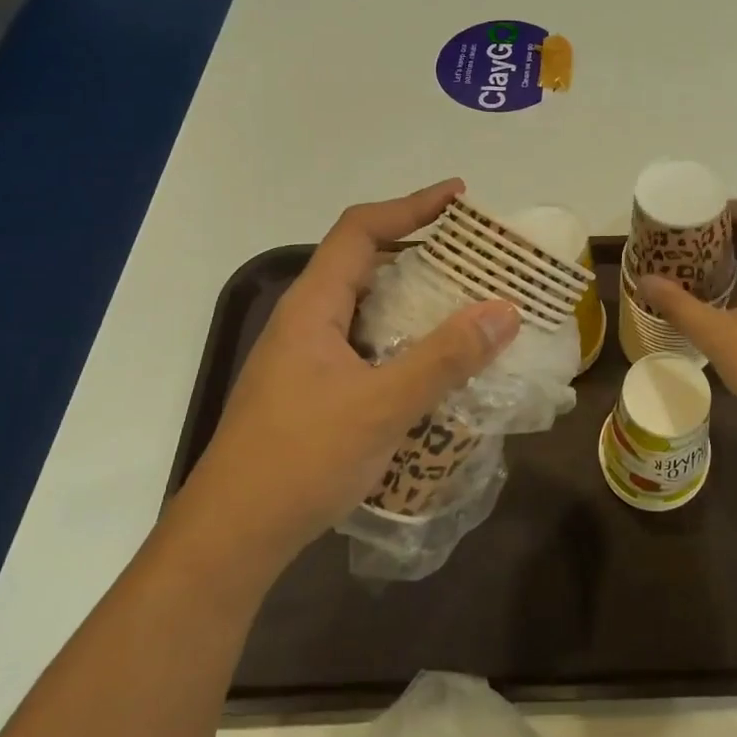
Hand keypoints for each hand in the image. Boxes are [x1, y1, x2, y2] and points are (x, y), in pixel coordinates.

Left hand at [195, 180, 519, 548]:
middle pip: (365, 265)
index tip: (460, 198)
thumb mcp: (382, 406)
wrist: (231, 538)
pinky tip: (434, 367)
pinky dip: (404, 342)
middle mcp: (306, 323)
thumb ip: (445, 358)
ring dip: (415, 302)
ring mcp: (306, 360)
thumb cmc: (301, 460)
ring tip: (467, 307)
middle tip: (476, 259)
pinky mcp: (312, 392)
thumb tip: (504, 310)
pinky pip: (367, 347)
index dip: (411, 206)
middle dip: (421, 253)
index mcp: (313, 307)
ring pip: (367, 310)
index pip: (360, 231)